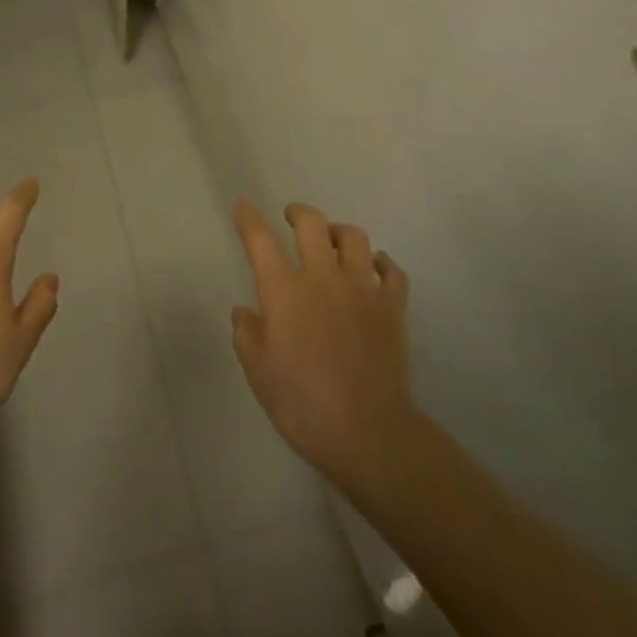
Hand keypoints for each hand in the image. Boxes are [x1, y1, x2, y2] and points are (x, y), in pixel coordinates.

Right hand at [231, 200, 413, 481]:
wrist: (367, 432)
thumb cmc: (302, 404)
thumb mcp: (258, 372)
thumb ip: (247, 334)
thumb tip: (244, 310)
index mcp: (285, 291)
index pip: (260, 240)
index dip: (249, 219)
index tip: (243, 204)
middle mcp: (323, 277)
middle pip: (312, 224)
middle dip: (299, 213)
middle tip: (292, 217)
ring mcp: (363, 288)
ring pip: (354, 238)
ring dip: (339, 232)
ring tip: (333, 239)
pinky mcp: (393, 306)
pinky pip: (391, 270)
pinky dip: (380, 263)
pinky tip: (373, 268)